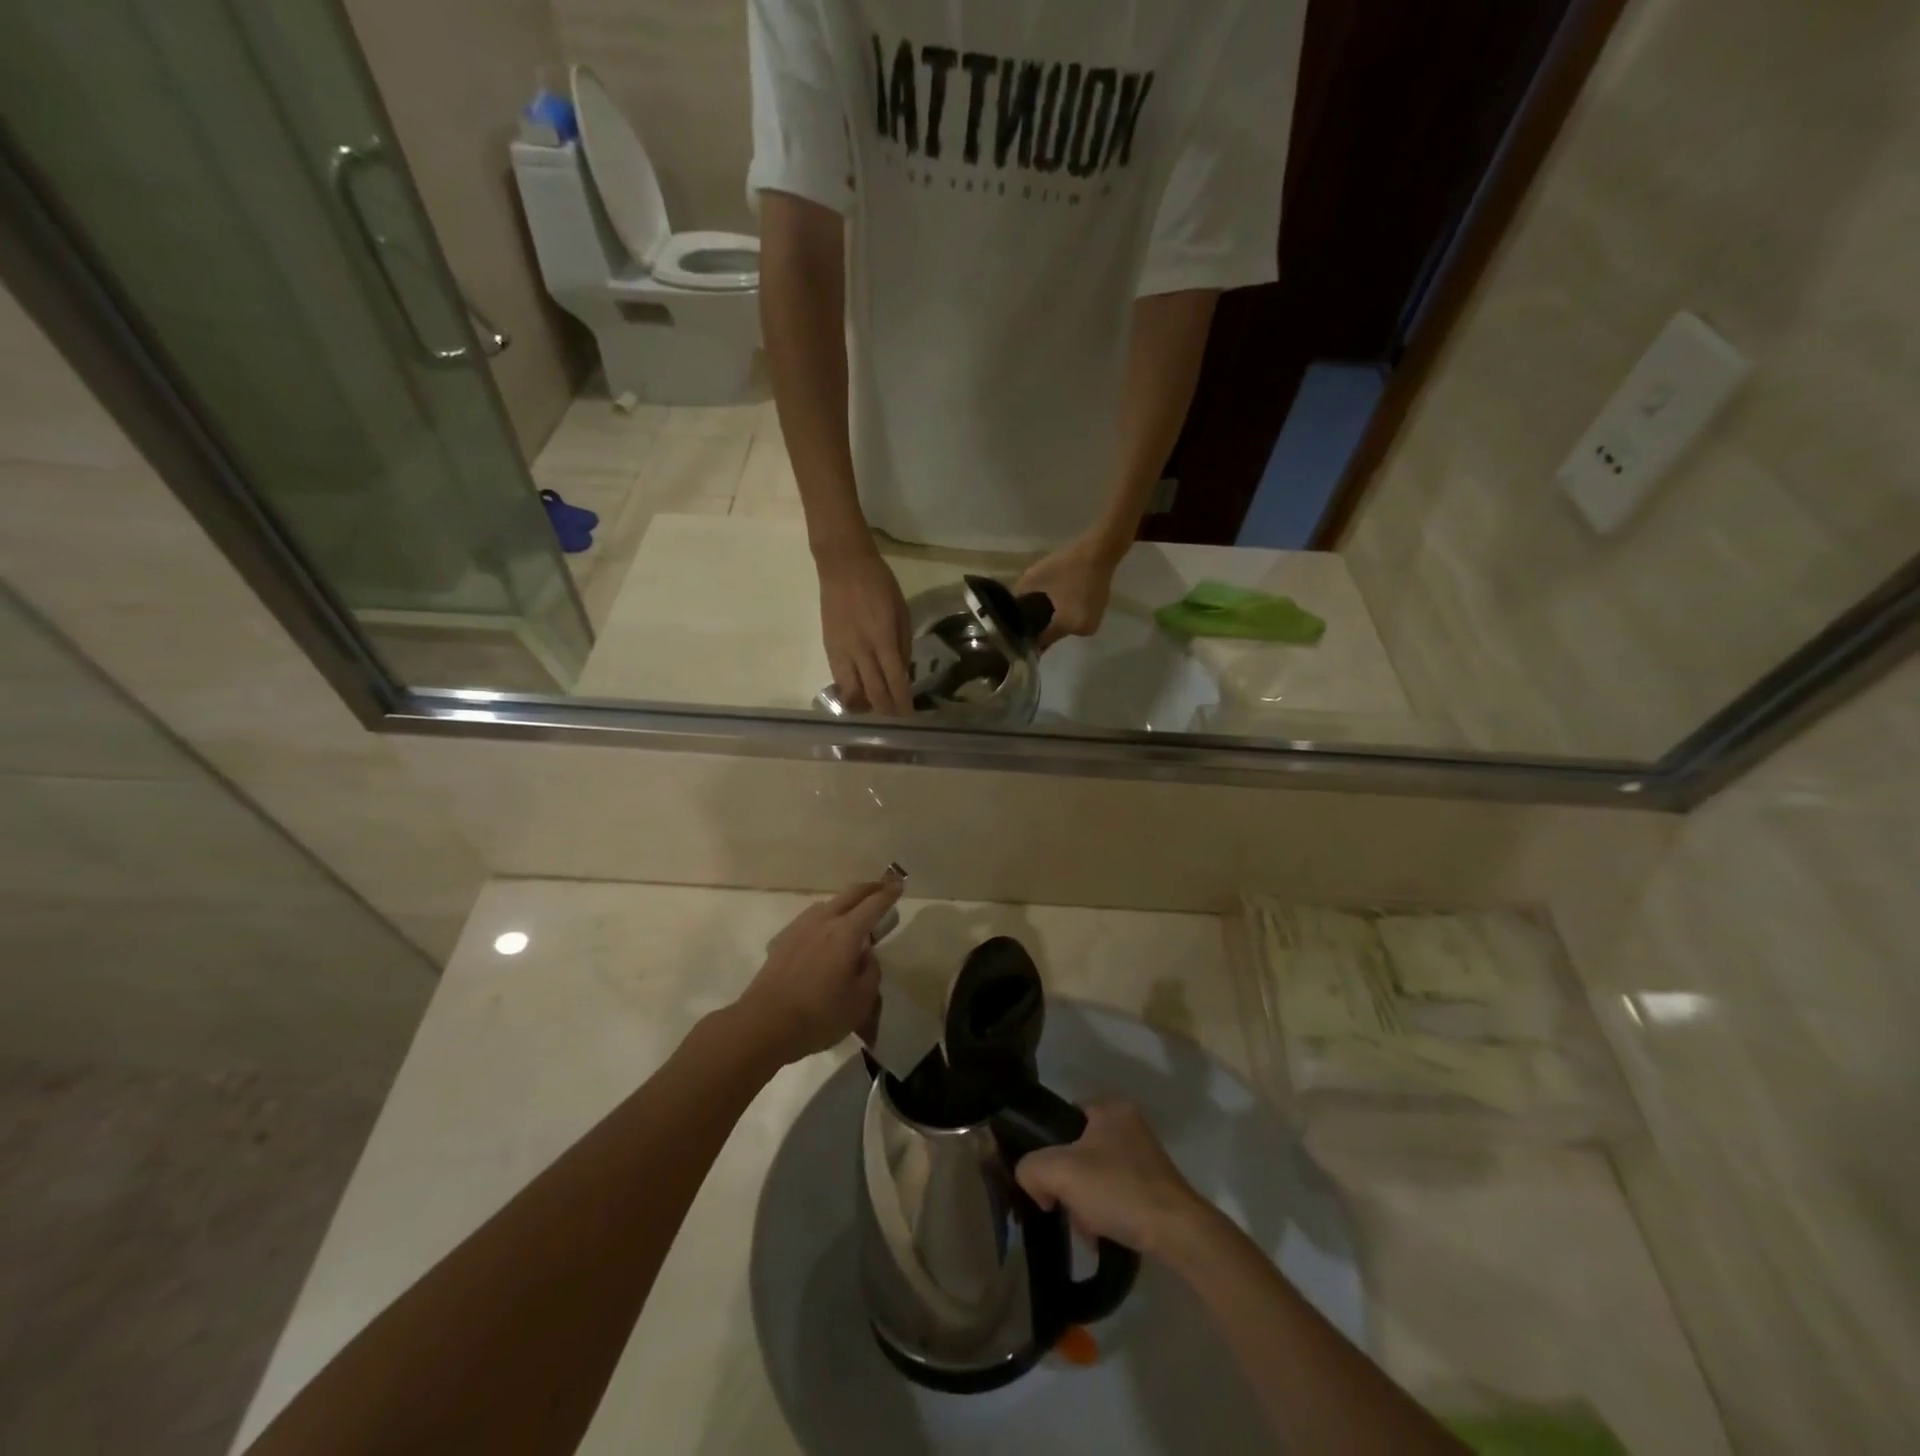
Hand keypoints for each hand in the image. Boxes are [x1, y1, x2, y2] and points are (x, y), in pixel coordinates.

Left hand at [732, 879, 903, 1065]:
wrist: (764, 1024)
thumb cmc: (819, 1015)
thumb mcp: (861, 1001)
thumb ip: (871, 971)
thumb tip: (866, 954)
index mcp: (847, 932)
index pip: (874, 904)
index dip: (889, 893)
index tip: (900, 884)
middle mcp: (823, 921)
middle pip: (850, 894)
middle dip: (869, 888)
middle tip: (882, 888)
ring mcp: (799, 928)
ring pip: (827, 904)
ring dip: (845, 902)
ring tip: (853, 914)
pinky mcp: (782, 940)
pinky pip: (810, 920)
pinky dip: (825, 919)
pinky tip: (823, 935)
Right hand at [816, 541, 912, 715]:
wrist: (843, 565)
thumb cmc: (879, 584)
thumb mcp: (902, 611)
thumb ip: (903, 644)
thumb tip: (903, 673)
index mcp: (883, 638)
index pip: (894, 680)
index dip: (902, 702)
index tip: (909, 714)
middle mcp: (861, 650)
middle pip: (873, 693)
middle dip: (886, 710)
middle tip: (895, 716)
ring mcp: (841, 651)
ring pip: (851, 692)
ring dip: (865, 706)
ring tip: (875, 708)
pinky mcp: (828, 648)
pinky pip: (838, 679)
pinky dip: (850, 692)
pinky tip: (858, 693)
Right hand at [1014, 1101, 1205, 1254]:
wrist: (1177, 1232)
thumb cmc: (1117, 1189)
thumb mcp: (1060, 1171)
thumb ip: (1031, 1168)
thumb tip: (1032, 1182)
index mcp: (1110, 1108)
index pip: (1064, 1118)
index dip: (1048, 1147)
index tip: (1045, 1178)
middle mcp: (1129, 1125)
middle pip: (1078, 1151)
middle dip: (1067, 1183)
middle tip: (1064, 1206)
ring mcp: (1145, 1157)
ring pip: (1096, 1176)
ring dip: (1084, 1202)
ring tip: (1086, 1228)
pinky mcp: (1155, 1187)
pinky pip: (1116, 1194)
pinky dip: (1105, 1213)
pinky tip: (1102, 1235)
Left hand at [1016, 533, 1122, 647]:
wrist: (1098, 551)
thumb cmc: (1064, 565)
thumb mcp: (1033, 579)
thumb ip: (1019, 599)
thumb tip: (1010, 612)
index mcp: (1066, 624)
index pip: (1041, 641)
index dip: (1027, 637)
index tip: (1015, 631)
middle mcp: (1081, 630)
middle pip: (1053, 636)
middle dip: (1040, 628)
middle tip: (1027, 616)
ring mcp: (1092, 624)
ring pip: (1064, 628)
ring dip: (1053, 622)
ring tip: (1043, 607)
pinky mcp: (1097, 616)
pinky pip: (1074, 621)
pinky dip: (1065, 615)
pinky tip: (1060, 601)